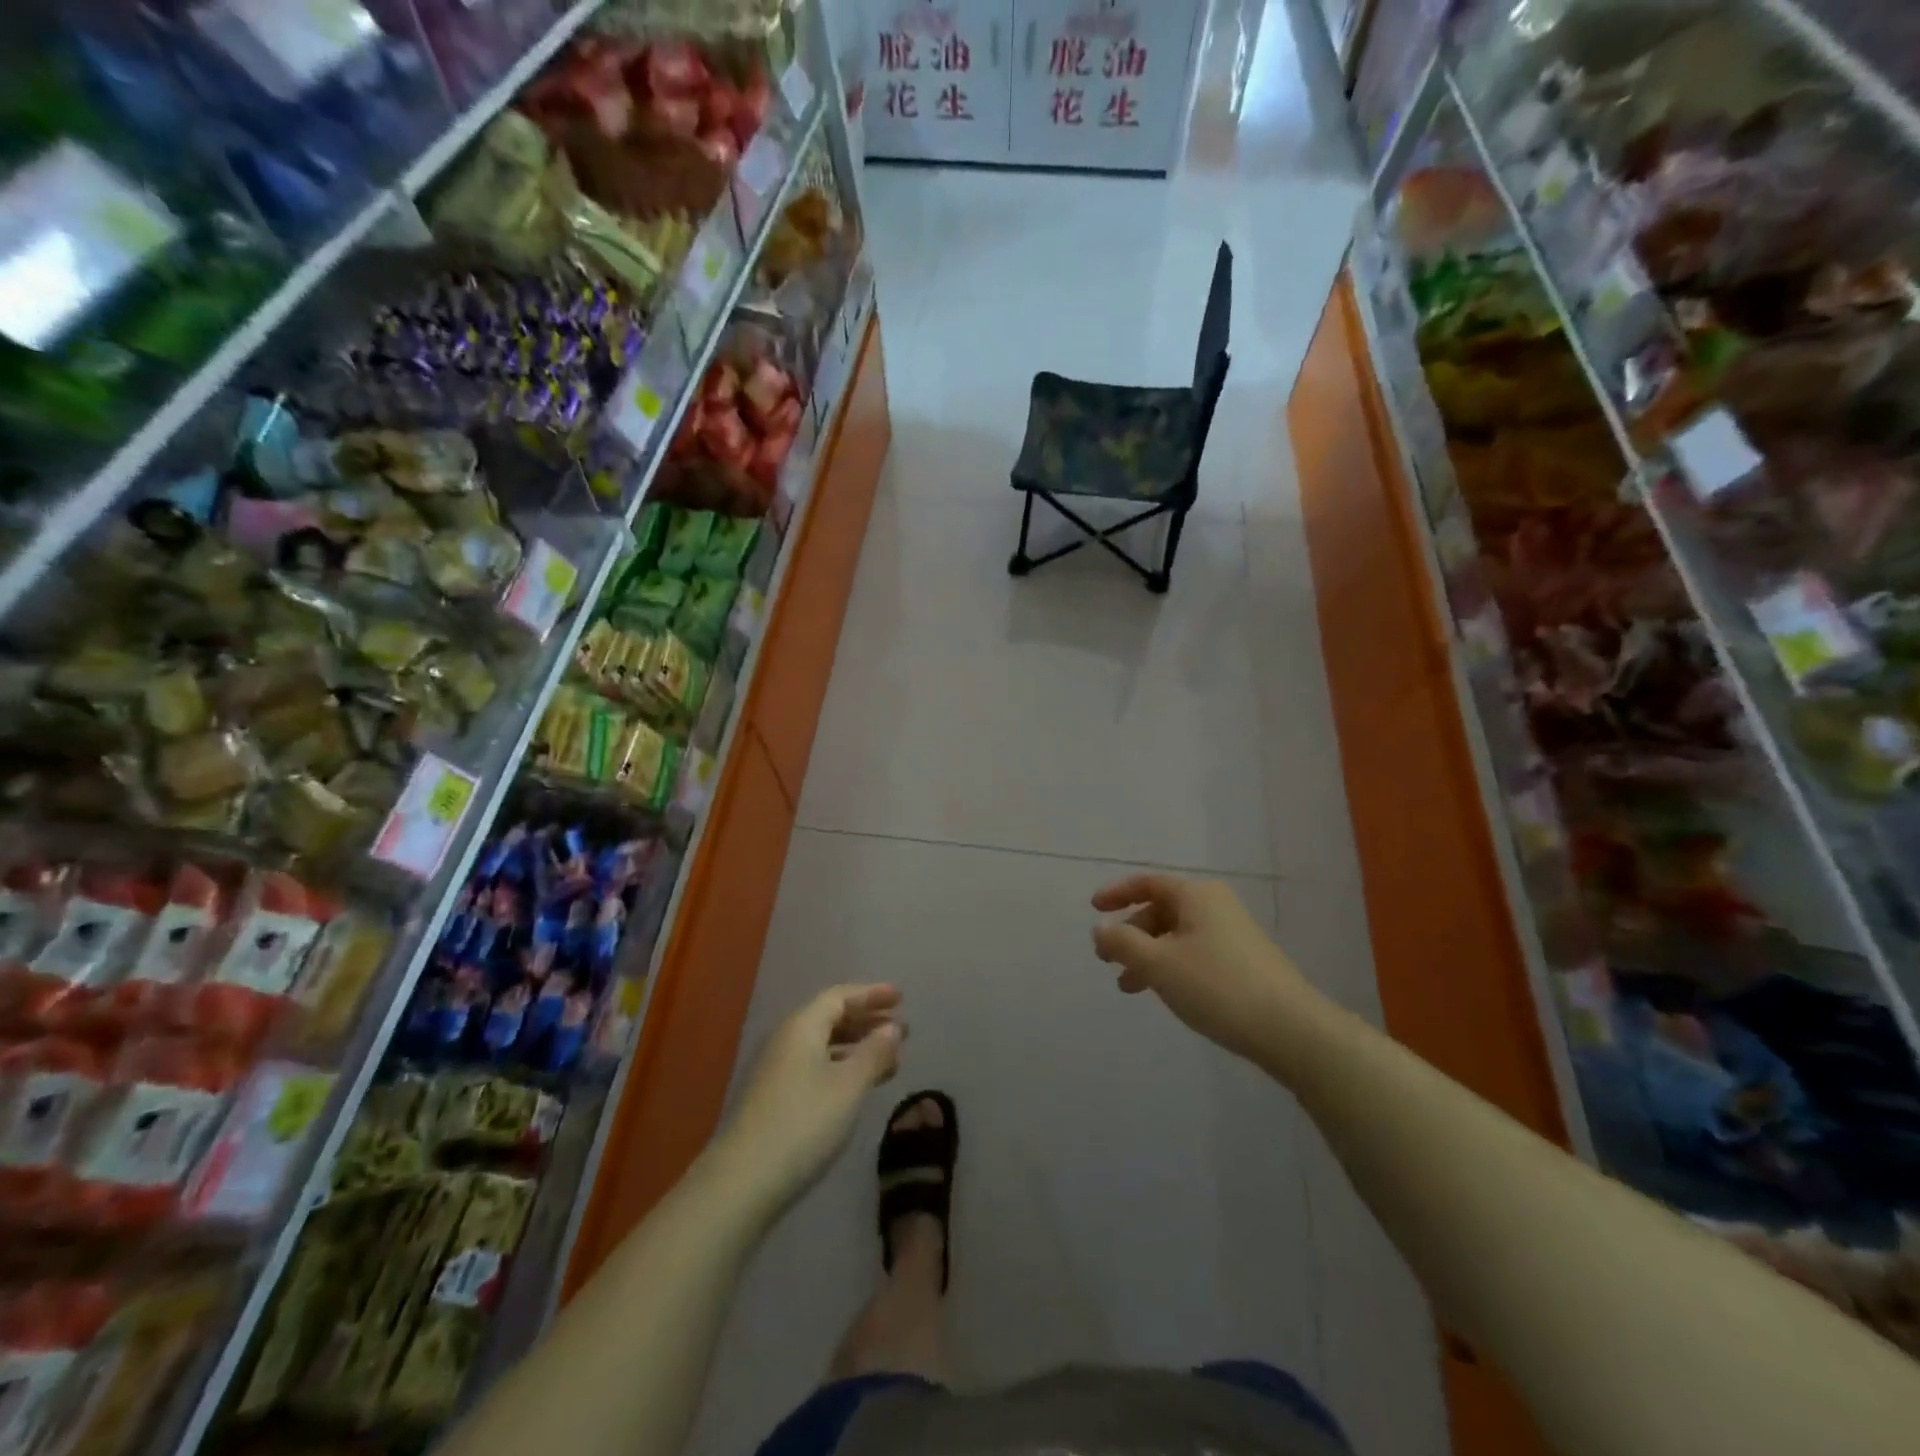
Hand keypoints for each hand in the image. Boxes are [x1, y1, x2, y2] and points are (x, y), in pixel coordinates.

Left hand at [720, 985, 904, 1211]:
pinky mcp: (775, 1097)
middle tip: (901, 1028)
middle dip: (867, 1020)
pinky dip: (843, 1066)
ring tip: (890, 1058)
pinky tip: (860, 1084)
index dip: (871, 994)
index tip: (900, 997)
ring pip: (824, 1044)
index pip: (839, 996)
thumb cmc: (804, 1123)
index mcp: (802, 1026)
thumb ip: (874, 1052)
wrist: (743, 1181)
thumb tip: (893, 1028)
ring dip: (858, 1046)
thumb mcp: (849, 1086)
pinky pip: (817, 1066)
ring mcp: (777, 1069)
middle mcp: (787, 1039)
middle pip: (830, 1017)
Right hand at [1090, 875, 1316, 1062]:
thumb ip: (1123, 943)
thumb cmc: (1216, 986)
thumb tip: (1100, 927)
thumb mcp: (1159, 964)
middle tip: (1108, 959)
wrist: (1290, 1029)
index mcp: (1195, 895)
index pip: (1148, 882)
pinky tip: (1164, 992)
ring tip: (1128, 987)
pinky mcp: (1243, 961)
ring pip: (1176, 935)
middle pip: (1161, 910)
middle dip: (1131, 933)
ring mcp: (1232, 933)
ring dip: (1148, 955)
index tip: (1093, 908)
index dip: (1117, 893)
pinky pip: (1194, 952)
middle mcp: (1215, 906)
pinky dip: (1170, 965)